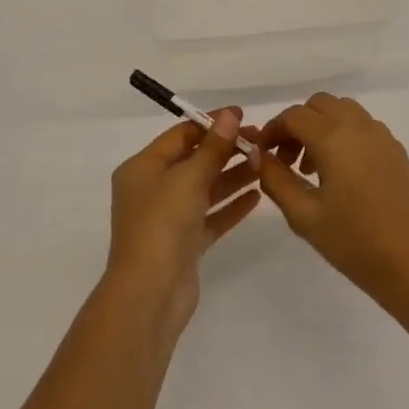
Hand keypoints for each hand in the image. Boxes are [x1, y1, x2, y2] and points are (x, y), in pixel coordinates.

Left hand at [106, 109, 260, 346]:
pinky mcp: (185, 244)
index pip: (180, 135)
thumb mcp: (188, 178)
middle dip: (226, 150)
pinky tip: (257, 196)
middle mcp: (152, 190)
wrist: (150, 294)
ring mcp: (168, 219)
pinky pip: (210, 217)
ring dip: (233, 176)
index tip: (243, 116)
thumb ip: (213, 147)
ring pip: (205, 189)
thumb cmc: (162, 224)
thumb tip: (230, 114)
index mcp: (142, 168)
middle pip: (193, 161)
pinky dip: (231, 206)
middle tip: (262, 141)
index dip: (211, 124)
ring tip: (265, 164)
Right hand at [254, 94, 408, 314]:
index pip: (293, 116)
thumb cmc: (355, 243)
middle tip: (286, 160)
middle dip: (297, 124)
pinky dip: (344, 135)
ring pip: (343, 111)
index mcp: (334, 137)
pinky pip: (364, 127)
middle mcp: (359, 126)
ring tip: (312, 169)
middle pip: (319, 105)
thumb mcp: (304, 216)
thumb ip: (275, 179)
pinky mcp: (398, 152)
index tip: (261, 154)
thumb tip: (258, 155)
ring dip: (322, 127)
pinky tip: (341, 175)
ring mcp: (383, 137)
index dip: (272, 130)